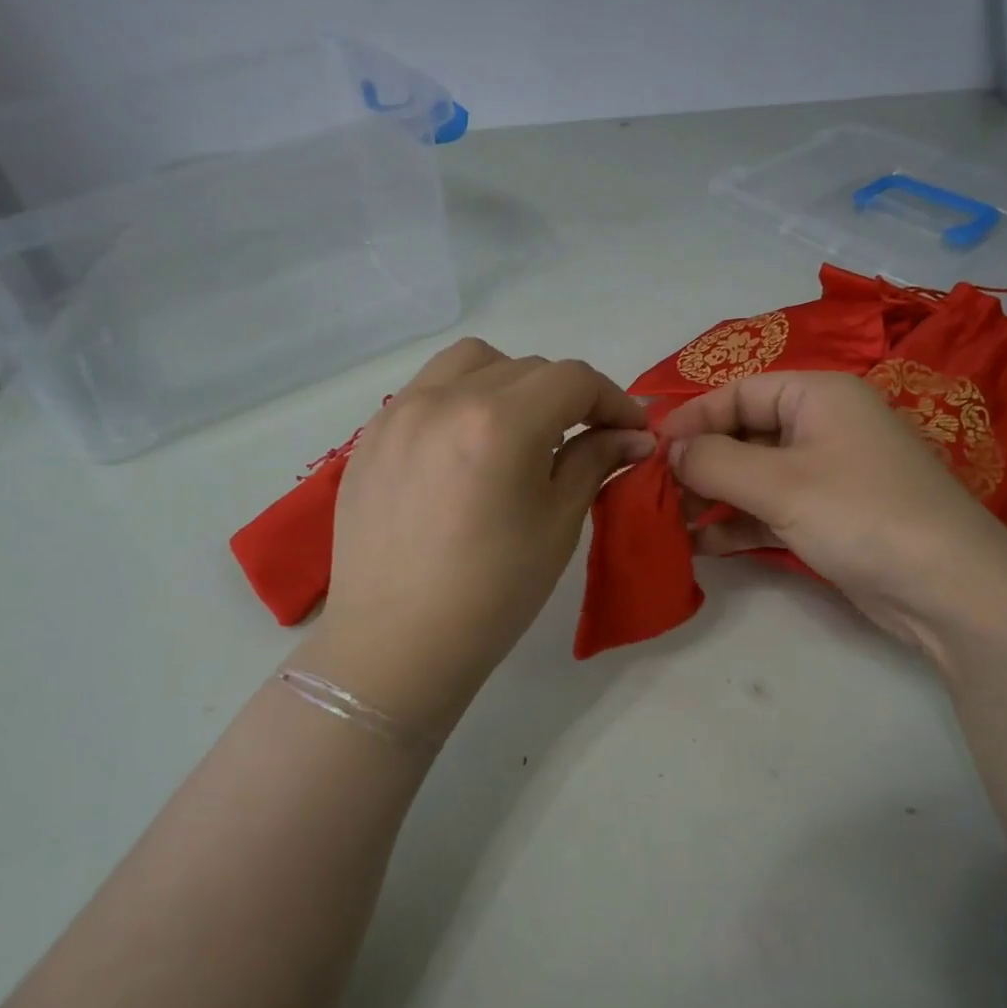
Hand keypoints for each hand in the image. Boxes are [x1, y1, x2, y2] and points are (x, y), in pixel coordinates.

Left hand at [313, 339, 652, 709]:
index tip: (632, 431)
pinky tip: (468, 446)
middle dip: (568, 396)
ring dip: (511, 382)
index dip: (613, 399)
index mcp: (500, 422)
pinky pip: (427, 390)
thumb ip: (594, 462)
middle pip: (527, 368)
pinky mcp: (372, 435)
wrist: (398, 643)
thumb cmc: (493, 593)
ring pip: (471, 364)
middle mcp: (445, 399)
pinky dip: (463, 398)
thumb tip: (634, 435)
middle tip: (586, 438)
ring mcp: (399, 412)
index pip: (573, 380)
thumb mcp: (558, 524)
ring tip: (522, 429)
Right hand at [659, 372, 1006, 651]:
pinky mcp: (828, 518)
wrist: (948, 589)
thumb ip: (715, 461)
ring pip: (753, 476)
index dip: (691, 419)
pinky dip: (737, 524)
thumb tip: (670, 450)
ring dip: (711, 497)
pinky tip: (700, 545)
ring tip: (668, 523)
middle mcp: (821, 427)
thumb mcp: (780, 483)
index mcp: (818, 395)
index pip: (738, 392)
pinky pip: (769, 510)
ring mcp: (826, 475)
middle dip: (698, 463)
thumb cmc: (861, 514)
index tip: (649, 452)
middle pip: (743, 434)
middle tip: (653, 494)